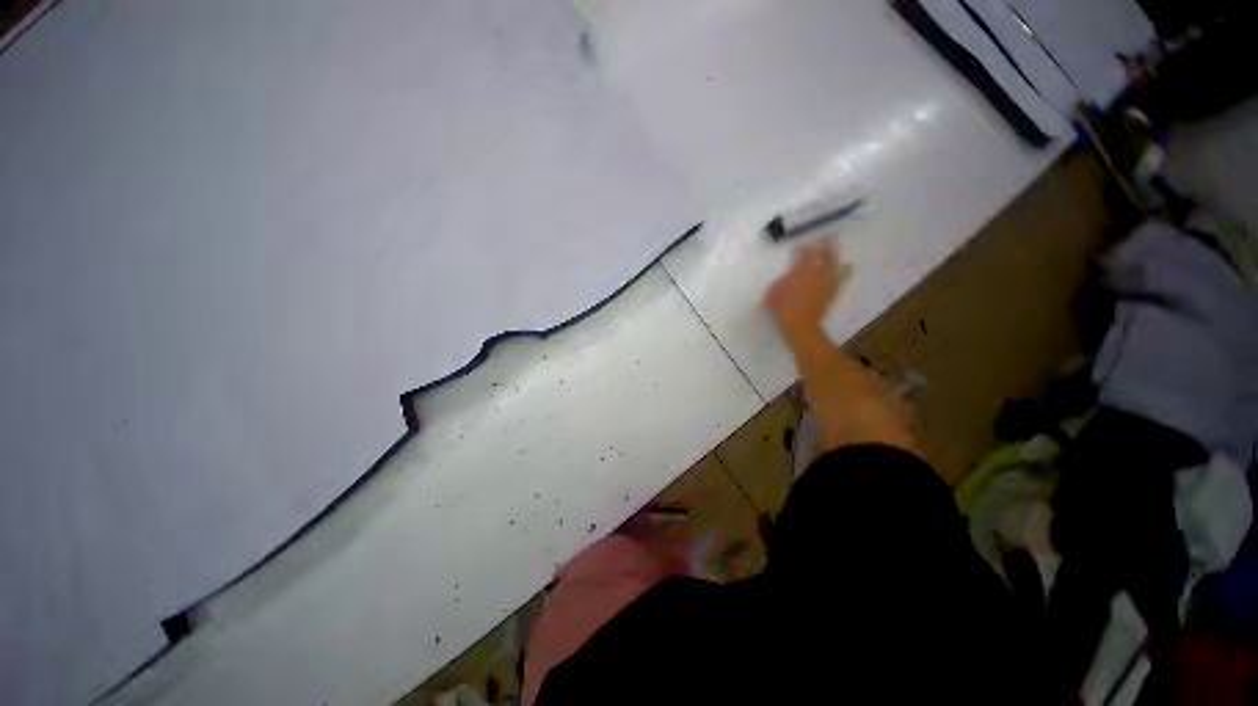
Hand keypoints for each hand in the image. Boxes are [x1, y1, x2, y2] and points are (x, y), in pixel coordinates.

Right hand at [763, 240, 847, 337]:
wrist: (800, 325)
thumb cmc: (783, 307)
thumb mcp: (775, 290)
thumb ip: (784, 276)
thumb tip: (791, 269)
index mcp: (802, 269)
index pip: (804, 253)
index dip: (803, 248)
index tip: (799, 246)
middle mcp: (818, 271)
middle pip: (825, 253)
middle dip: (826, 243)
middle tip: (827, 236)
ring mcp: (828, 281)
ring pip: (836, 262)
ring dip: (836, 254)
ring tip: (836, 247)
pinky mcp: (834, 291)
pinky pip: (843, 276)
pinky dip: (845, 269)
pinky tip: (846, 266)